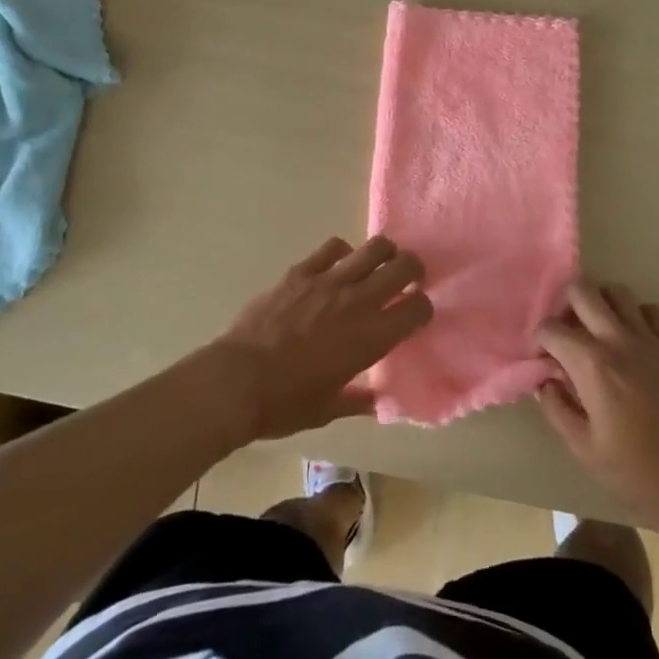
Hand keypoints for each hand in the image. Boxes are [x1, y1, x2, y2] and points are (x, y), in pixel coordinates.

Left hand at [210, 235, 433, 441]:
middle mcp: (357, 302)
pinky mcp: (301, 272)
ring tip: (381, 263)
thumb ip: (358, 401)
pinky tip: (339, 265)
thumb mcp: (328, 411)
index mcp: (371, 338)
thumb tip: (377, 401)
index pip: (417, 309)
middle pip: (403, 267)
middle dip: (414, 270)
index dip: (423, 308)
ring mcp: (328, 281)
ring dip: (385, 253)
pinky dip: (344, 253)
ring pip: (373, 248)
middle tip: (409, 279)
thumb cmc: (285, 404)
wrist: (236, 382)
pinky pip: (333, 247)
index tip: (417, 314)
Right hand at [536, 282, 658, 533]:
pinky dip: (636, 315)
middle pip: (583, 291)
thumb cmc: (635, 471)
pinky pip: (651, 310)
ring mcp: (651, 341)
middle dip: (565, 305)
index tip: (543, 359)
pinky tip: (632, 339)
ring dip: (601, 304)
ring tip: (597, 331)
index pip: (552, 329)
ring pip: (618, 292)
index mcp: (592, 366)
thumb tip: (544, 382)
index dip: (540, 340)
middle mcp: (619, 341)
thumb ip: (556, 408)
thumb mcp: (583, 448)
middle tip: (566, 333)